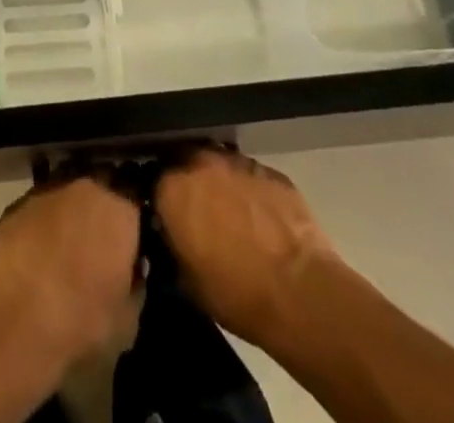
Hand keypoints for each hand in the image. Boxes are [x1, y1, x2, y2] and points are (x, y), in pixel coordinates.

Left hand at [0, 176, 141, 368]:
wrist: (14, 323)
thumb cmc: (80, 323)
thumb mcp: (126, 320)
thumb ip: (135, 284)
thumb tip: (131, 272)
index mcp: (119, 212)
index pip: (136, 205)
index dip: (133, 227)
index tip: (129, 249)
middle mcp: (86, 189)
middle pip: (101, 191)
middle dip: (101, 213)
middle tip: (98, 246)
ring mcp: (48, 191)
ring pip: (68, 195)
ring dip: (70, 214)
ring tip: (65, 249)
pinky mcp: (17, 203)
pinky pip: (39, 209)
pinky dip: (42, 224)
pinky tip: (36, 253)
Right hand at [154, 147, 342, 347]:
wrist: (301, 293)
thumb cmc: (236, 294)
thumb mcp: (187, 281)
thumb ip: (171, 246)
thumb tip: (171, 237)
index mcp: (173, 188)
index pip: (152, 179)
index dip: (158, 196)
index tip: (163, 213)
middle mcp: (201, 162)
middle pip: (184, 159)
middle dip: (185, 178)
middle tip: (194, 206)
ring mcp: (238, 161)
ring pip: (218, 161)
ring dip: (217, 179)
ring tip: (227, 207)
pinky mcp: (271, 170)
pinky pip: (250, 173)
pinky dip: (248, 188)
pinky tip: (257, 213)